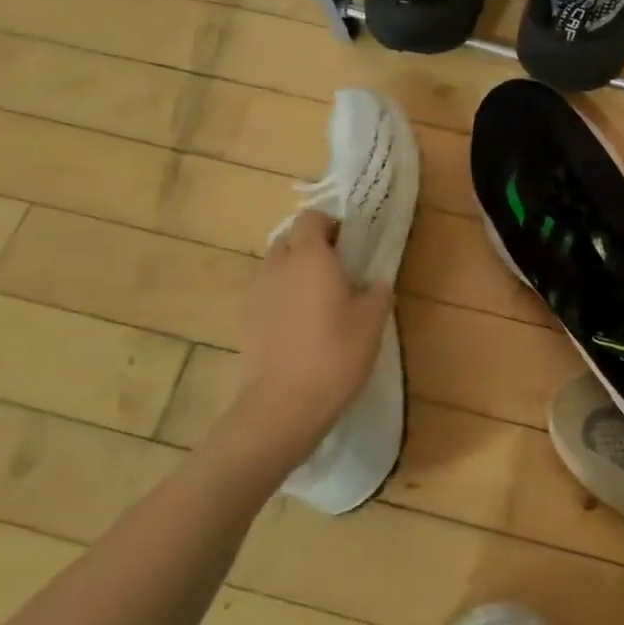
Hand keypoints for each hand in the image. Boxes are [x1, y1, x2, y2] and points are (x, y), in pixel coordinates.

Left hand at [220, 211, 392, 468]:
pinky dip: (284, 296)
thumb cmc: (335, 354)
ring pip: (277, 266)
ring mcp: (256, 293)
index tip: (352, 244)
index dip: (332, 224)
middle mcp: (278, 266)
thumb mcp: (372, 320)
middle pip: (290, 239)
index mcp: (310, 256)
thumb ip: (377, 291)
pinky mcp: (246, 320)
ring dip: (297, 272)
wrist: (282, 405)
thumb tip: (374, 282)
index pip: (312, 218)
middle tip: (340, 270)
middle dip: (313, 245)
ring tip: (322, 299)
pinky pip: (268, 293)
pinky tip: (303, 325)